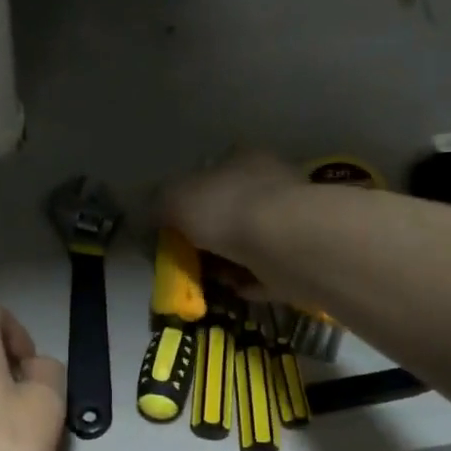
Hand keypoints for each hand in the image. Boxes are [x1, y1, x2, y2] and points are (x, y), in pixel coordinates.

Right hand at [163, 150, 306, 294]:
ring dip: (229, 262)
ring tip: (209, 280)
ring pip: (250, 242)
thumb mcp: (175, 199)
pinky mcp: (301, 255)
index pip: (213, 172)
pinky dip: (250, 281)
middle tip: (188, 258)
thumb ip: (158, 204)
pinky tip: (235, 291)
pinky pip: (268, 270)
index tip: (175, 226)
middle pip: (231, 210)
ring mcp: (290, 220)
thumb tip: (148, 212)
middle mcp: (271, 184)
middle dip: (209, 235)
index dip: (191, 198)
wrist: (284, 243)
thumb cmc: (226, 209)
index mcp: (243, 160)